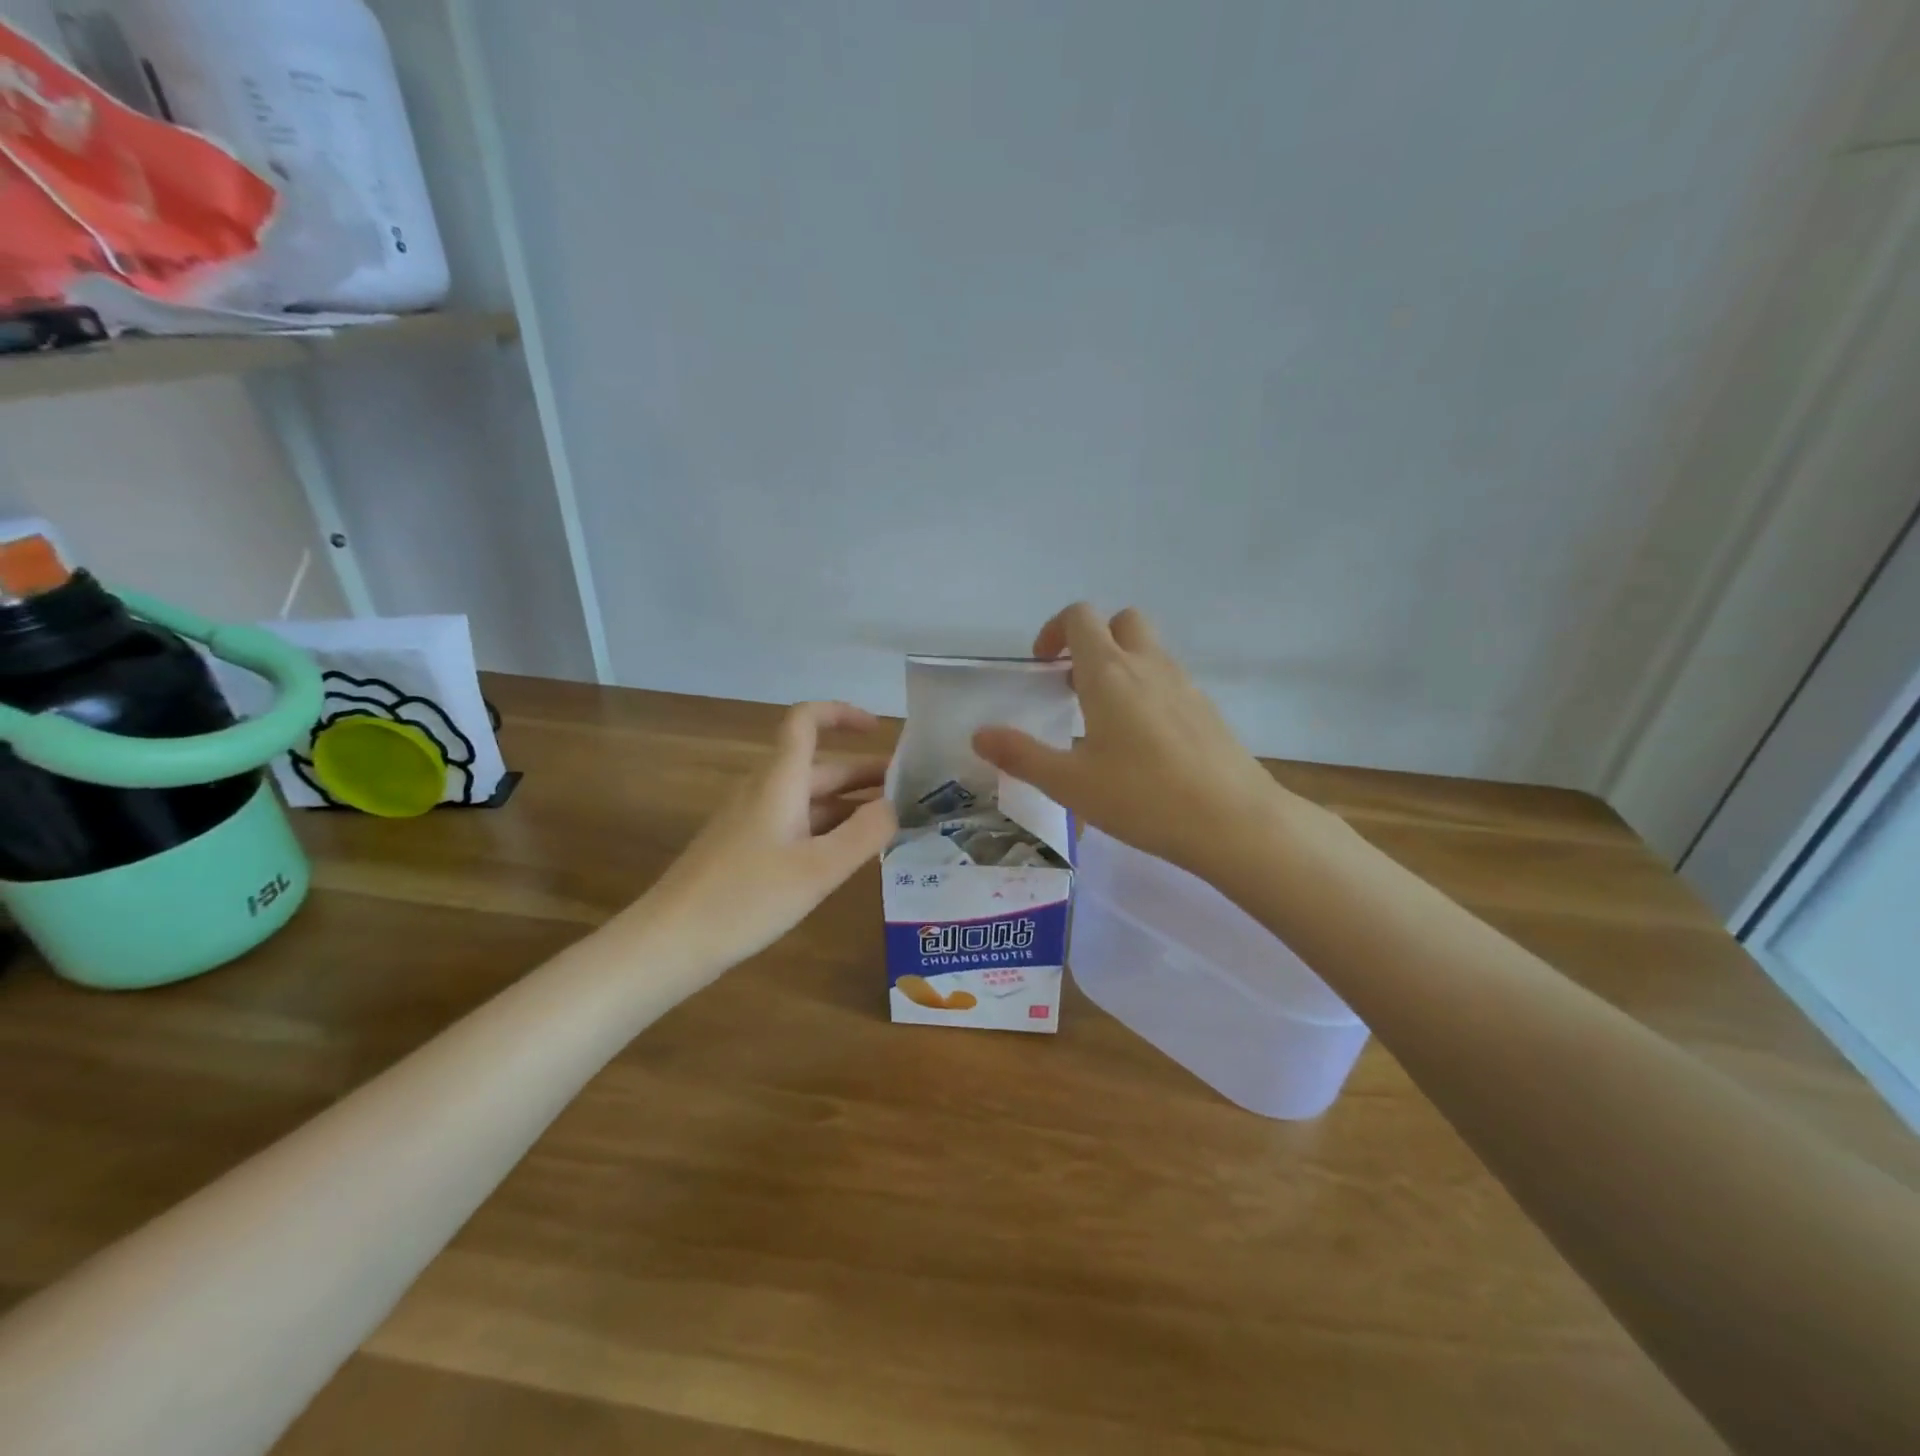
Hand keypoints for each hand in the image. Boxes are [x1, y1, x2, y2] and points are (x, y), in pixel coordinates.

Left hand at [637, 701, 896, 969]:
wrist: (670, 941)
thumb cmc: (747, 898)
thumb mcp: (818, 869)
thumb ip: (864, 834)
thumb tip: (894, 806)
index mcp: (780, 781)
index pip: (806, 720)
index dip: (842, 714)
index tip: (880, 730)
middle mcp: (765, 791)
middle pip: (819, 766)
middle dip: (865, 774)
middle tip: (911, 793)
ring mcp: (752, 820)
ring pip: (809, 798)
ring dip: (850, 804)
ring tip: (893, 825)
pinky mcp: (746, 848)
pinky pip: (796, 823)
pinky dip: (828, 828)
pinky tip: (850, 855)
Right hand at [972, 604, 1293, 881]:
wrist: (1233, 821)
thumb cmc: (1143, 798)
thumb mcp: (1070, 783)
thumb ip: (1021, 755)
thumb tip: (979, 735)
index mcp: (1109, 673)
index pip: (1080, 617)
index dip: (1054, 631)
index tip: (1042, 667)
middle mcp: (1148, 665)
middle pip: (1121, 621)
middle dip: (1093, 640)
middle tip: (1074, 685)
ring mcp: (1184, 684)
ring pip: (1149, 650)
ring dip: (1122, 665)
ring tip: (1104, 720)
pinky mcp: (1207, 709)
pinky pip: (1170, 680)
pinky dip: (1148, 690)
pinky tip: (1143, 744)